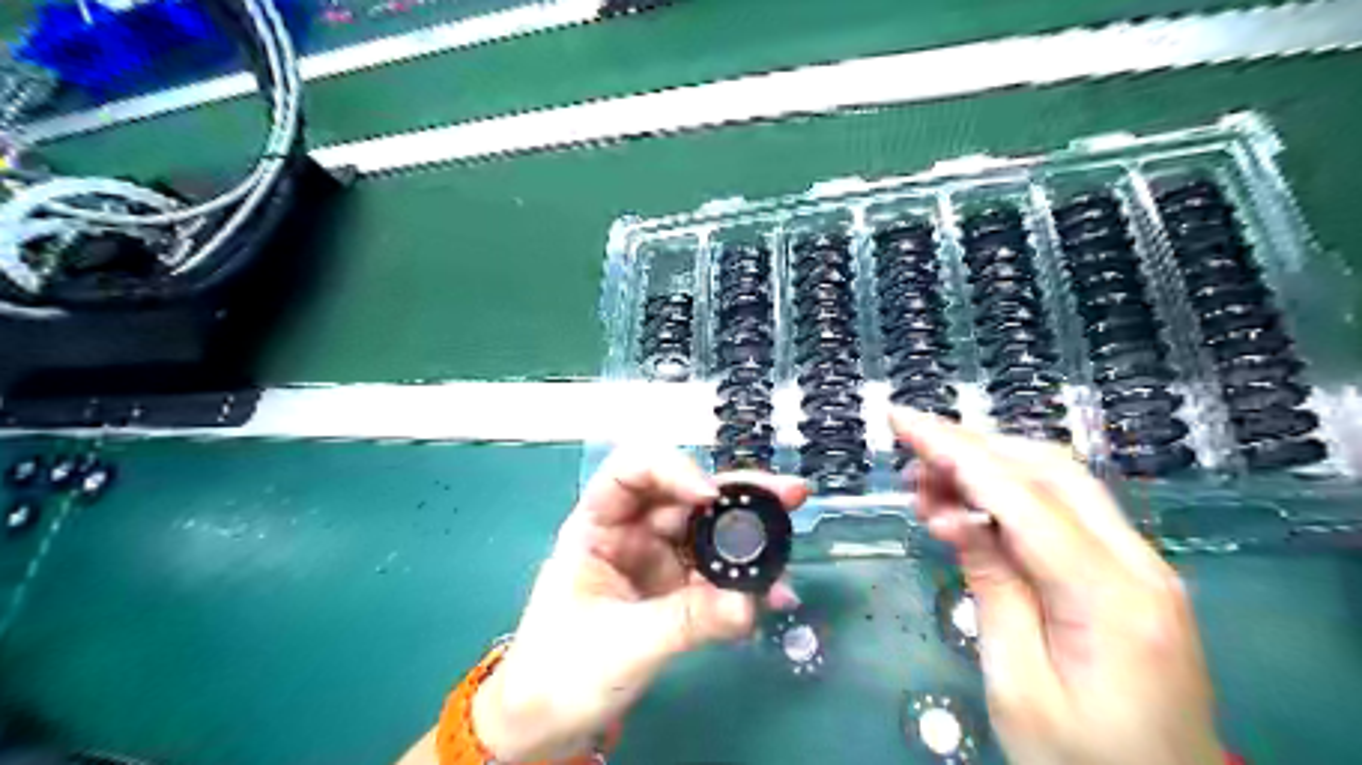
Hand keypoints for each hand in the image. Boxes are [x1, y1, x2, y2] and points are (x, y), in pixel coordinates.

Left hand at [474, 444, 801, 761]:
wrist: (549, 726)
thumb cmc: (559, 673)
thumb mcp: (622, 643)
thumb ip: (686, 621)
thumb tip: (748, 604)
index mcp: (597, 526)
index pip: (631, 472)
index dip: (672, 470)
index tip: (710, 496)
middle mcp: (631, 533)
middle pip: (685, 496)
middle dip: (735, 493)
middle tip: (788, 493)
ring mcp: (657, 560)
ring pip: (709, 532)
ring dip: (750, 535)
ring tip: (788, 543)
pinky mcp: (678, 590)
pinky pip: (718, 574)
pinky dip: (746, 581)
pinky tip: (773, 593)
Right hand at [890, 410, 1230, 764]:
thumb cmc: (1083, 763)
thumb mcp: (1018, 685)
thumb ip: (992, 587)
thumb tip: (952, 515)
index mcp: (1109, 598)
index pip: (1020, 495)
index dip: (954, 449)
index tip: (901, 420)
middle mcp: (1139, 565)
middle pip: (1048, 471)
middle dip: (970, 448)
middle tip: (909, 458)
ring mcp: (1141, 566)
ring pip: (1058, 482)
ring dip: (988, 468)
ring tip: (927, 487)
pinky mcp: (1130, 575)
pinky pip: (1065, 513)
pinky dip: (1010, 496)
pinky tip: (968, 510)